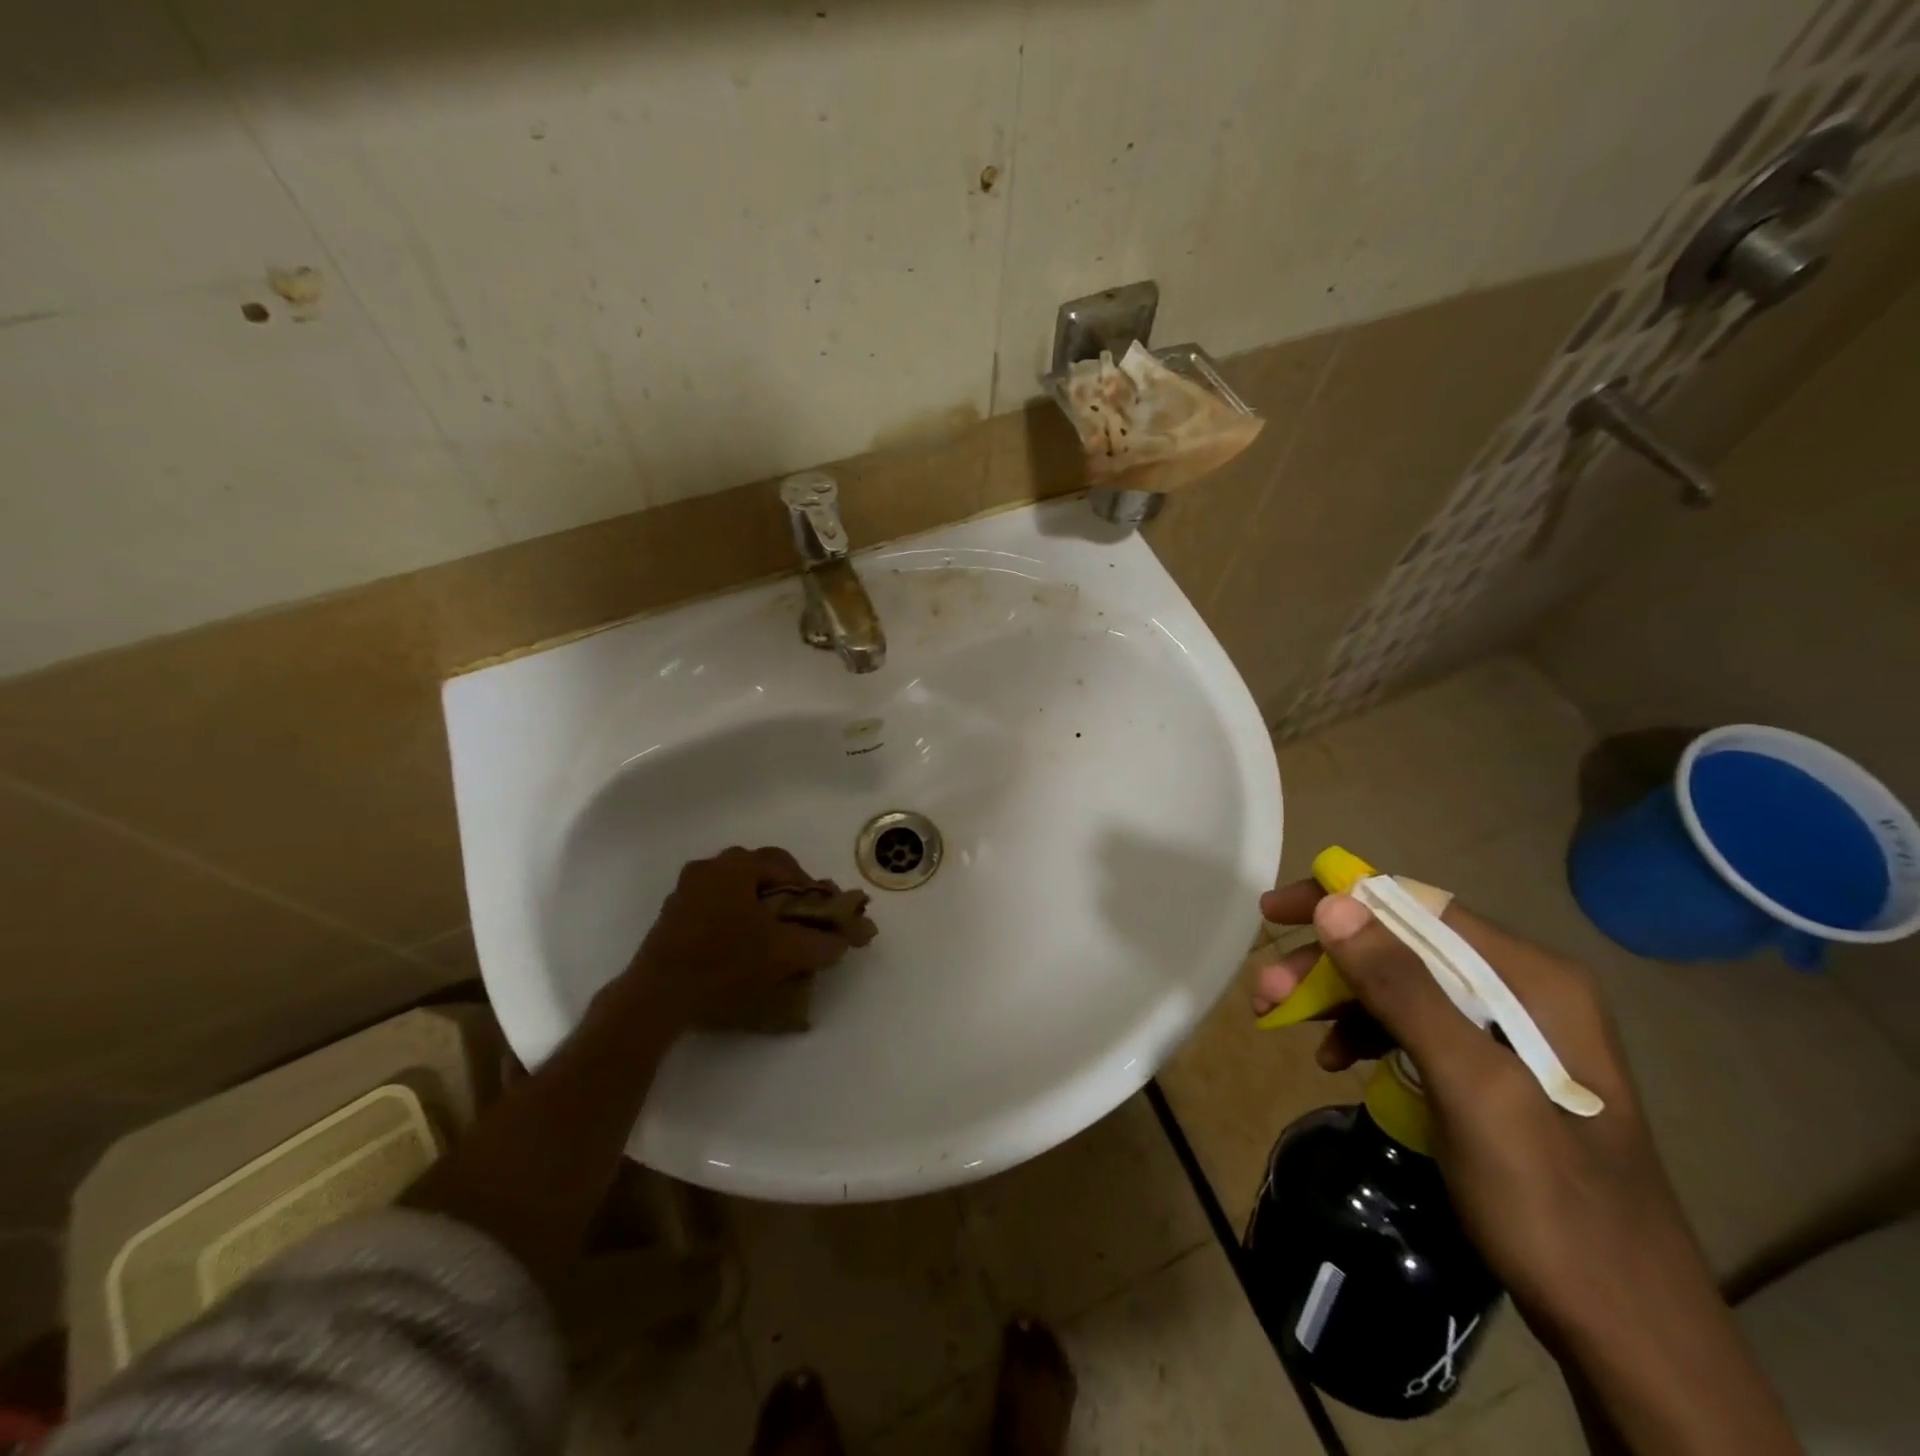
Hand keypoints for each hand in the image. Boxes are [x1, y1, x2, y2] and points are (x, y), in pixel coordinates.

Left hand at [623, 847, 855, 1029]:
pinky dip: (734, 916)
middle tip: (799, 919)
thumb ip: (822, 942)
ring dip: (758, 904)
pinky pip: (714, 904)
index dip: (809, 887)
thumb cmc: (725, 963)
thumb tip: (844, 939)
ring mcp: (684, 891)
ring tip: (772, 934)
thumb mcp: (784, 953)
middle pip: (758, 870)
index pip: (785, 864)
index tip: (821, 912)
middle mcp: (707, 868)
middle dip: (783, 891)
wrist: (658, 997)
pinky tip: (741, 944)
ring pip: (735, 887)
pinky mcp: (671, 916)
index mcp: (734, 866)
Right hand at [1254, 880, 1800, 1454]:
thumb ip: (1403, 990)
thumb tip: (1334, 905)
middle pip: (1401, 946)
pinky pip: (1412, 1028)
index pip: (1417, 905)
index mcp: (1531, 978)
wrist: (1627, 1333)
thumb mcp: (1471, 1088)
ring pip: (1399, 986)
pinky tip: (1335, 1060)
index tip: (1275, 914)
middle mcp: (1521, 990)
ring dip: (1337, 998)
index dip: (1340, 900)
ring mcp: (1507, 1032)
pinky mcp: (1491, 1072)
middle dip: (1328, 963)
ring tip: (1281, 1023)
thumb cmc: (1551, 1204)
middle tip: (1265, 991)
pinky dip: (1365, 1035)